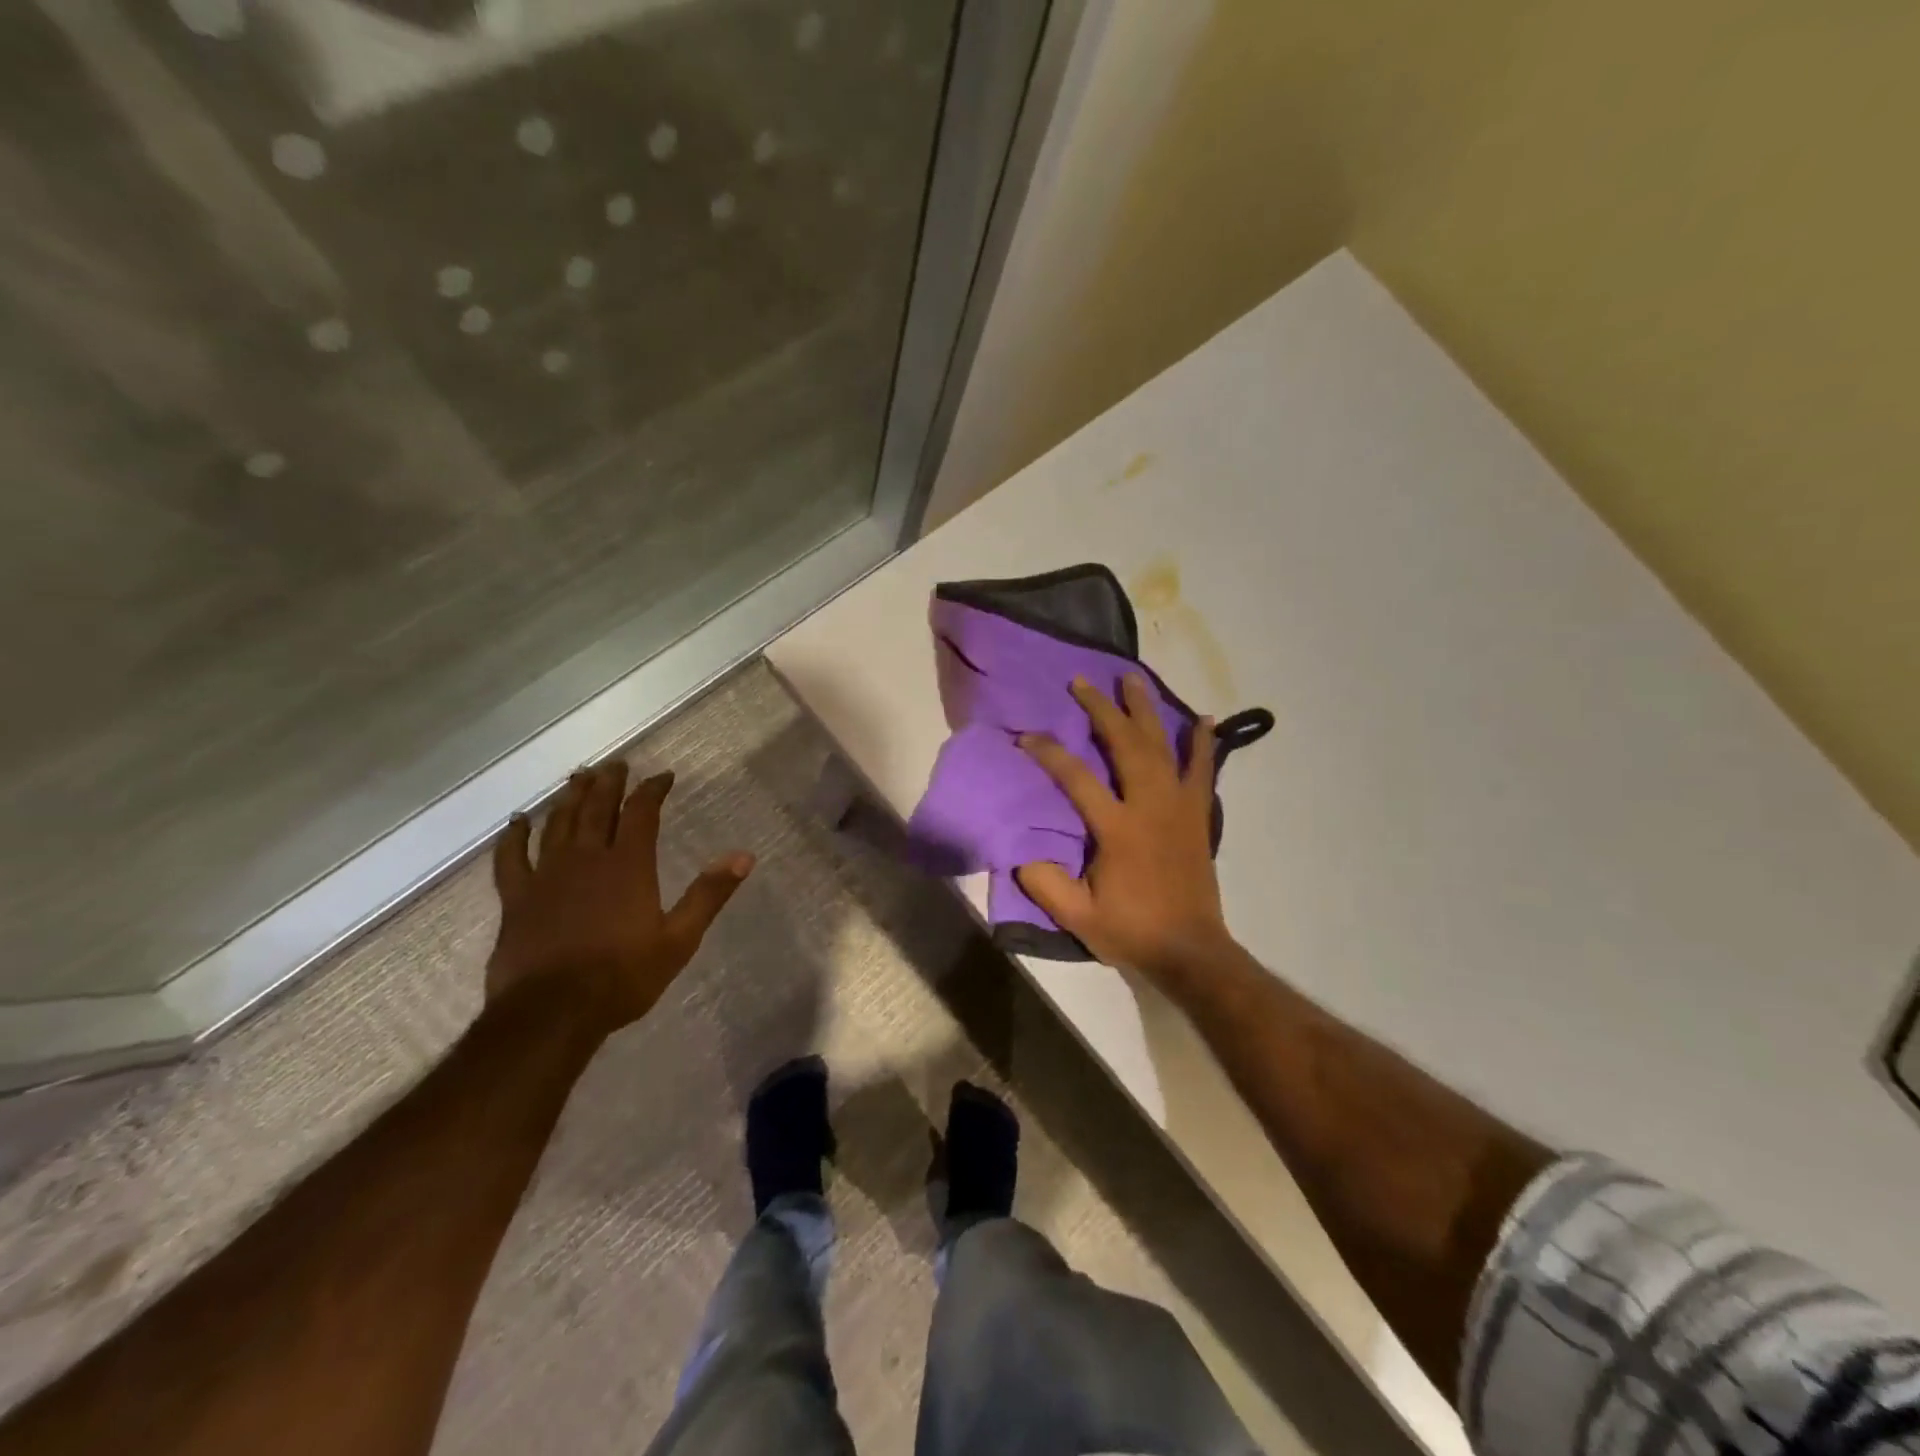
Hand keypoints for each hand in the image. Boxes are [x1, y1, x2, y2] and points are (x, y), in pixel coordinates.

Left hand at [488, 761, 753, 1029]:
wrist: (552, 1013)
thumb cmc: (622, 976)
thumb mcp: (679, 939)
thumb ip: (709, 894)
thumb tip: (744, 856)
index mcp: (628, 865)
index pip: (642, 813)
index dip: (652, 790)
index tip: (663, 776)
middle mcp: (587, 859)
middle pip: (597, 809)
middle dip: (609, 783)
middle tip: (615, 764)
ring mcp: (547, 876)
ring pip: (558, 824)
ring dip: (569, 798)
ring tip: (578, 777)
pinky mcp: (516, 898)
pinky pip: (510, 858)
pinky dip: (513, 837)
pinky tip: (516, 821)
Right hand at [1016, 676, 1234, 984]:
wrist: (1191, 950)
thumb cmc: (1132, 930)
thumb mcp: (1078, 917)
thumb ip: (1046, 884)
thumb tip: (1020, 855)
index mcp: (1118, 828)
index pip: (1076, 778)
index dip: (1049, 753)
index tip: (1026, 736)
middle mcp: (1150, 805)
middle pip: (1125, 744)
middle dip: (1102, 710)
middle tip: (1083, 682)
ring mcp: (1179, 806)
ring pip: (1162, 746)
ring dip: (1146, 710)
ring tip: (1133, 679)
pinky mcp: (1198, 814)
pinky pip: (1202, 769)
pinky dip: (1201, 743)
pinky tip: (1202, 718)